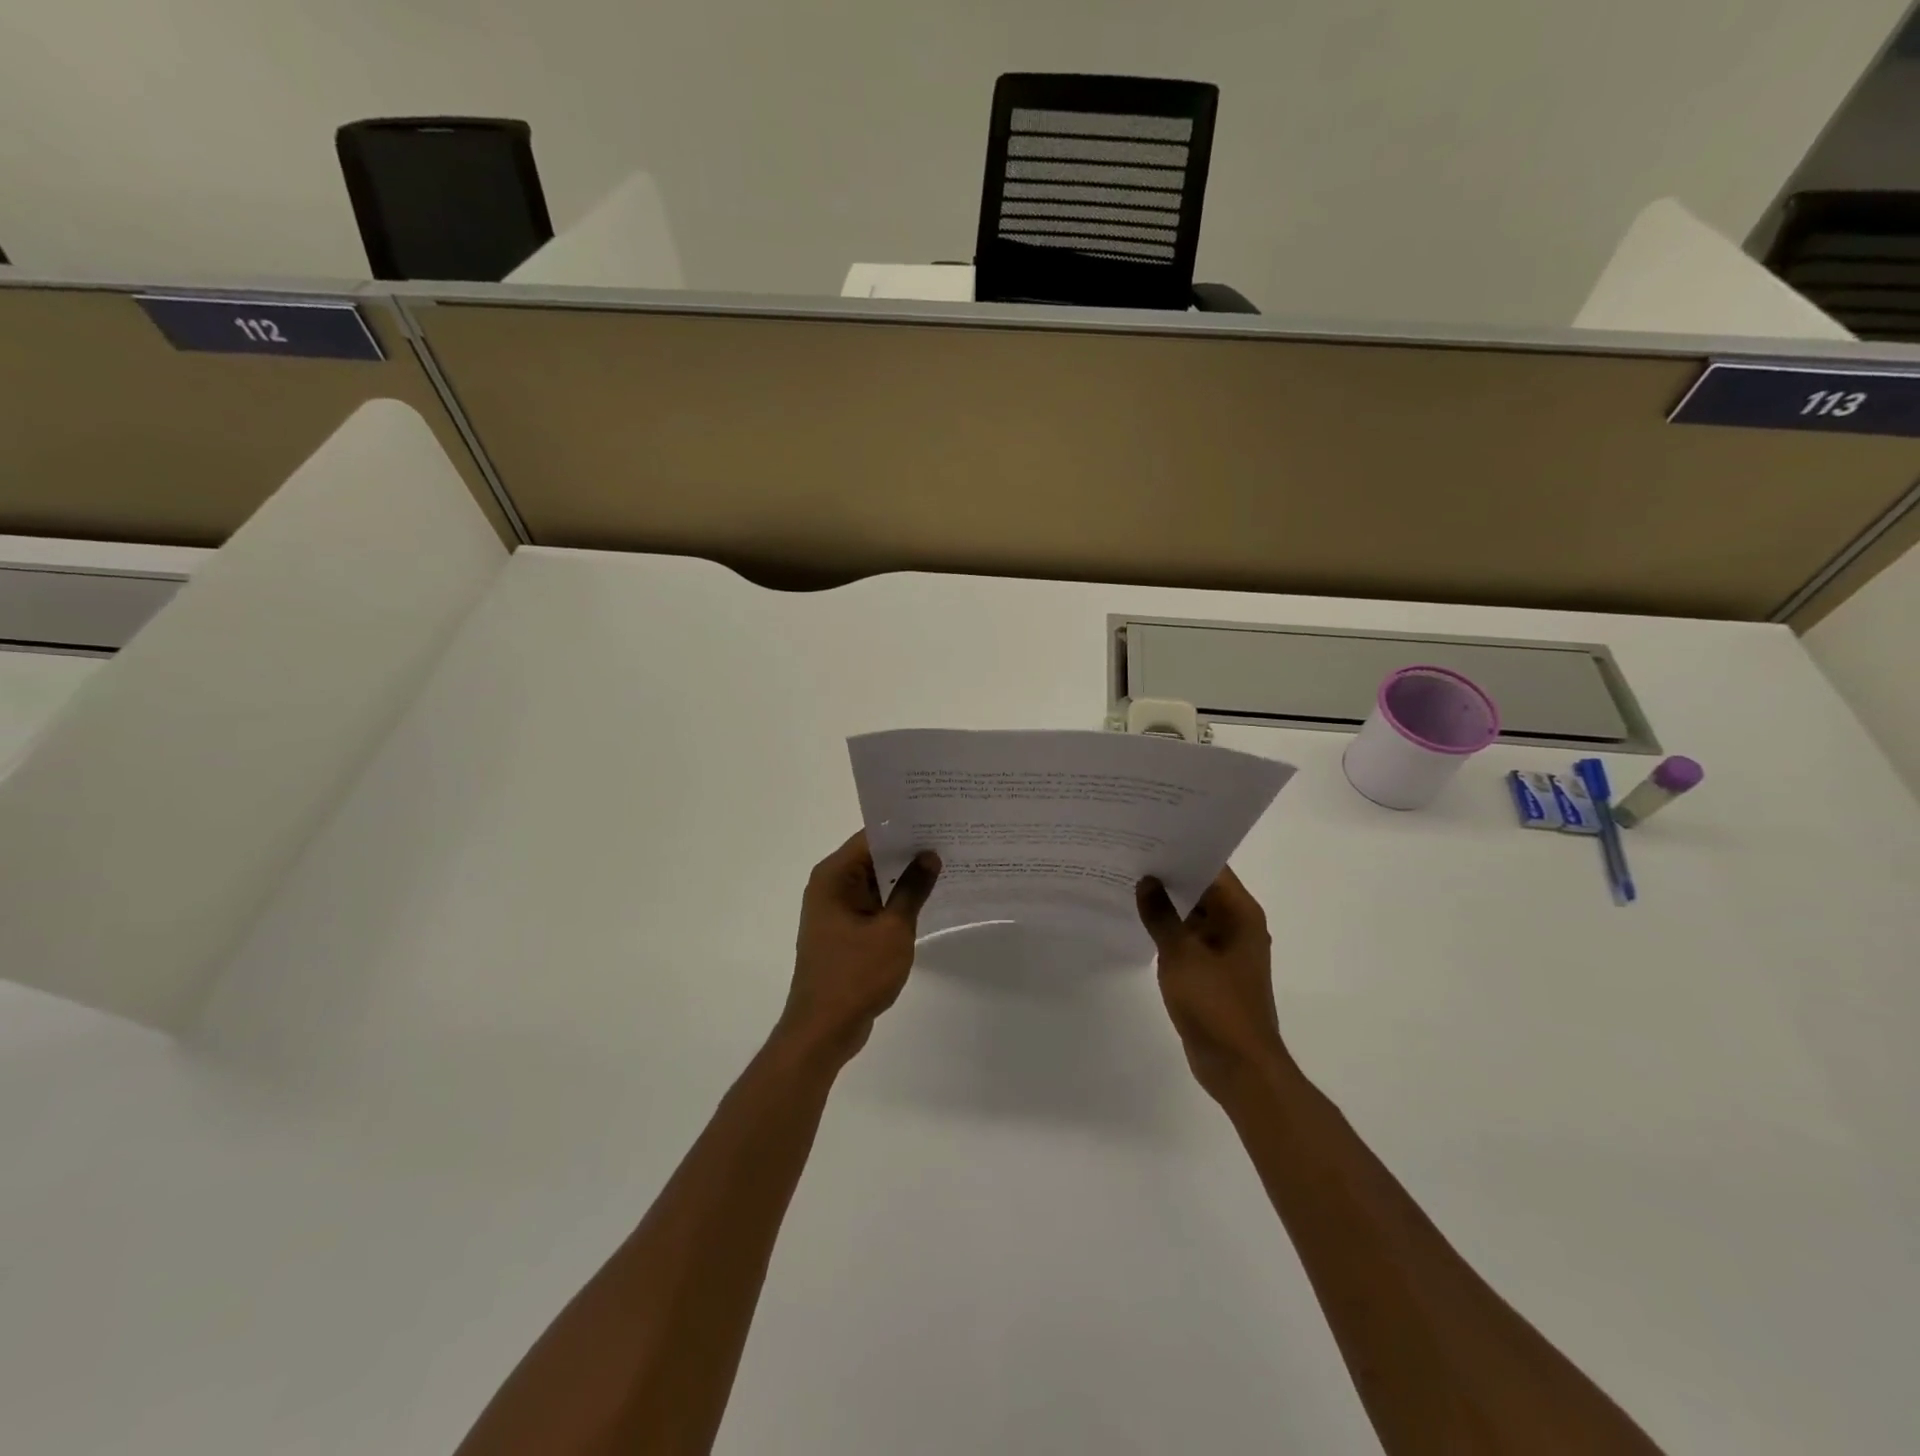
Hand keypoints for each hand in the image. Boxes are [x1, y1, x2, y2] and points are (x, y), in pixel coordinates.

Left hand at [778, 831, 940, 1065]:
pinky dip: (895, 900)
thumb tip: (929, 855)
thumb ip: (912, 889)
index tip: (937, 819)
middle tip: (949, 838)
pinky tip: (927, 898)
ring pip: (874, 881)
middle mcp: (830, 886)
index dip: (904, 828)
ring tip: (945, 863)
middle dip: (908, 851)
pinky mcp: (844, 931)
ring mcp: (836, 910)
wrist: (824, 1029)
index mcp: (834, 876)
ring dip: (903, 877)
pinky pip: (873, 904)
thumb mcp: (893, 929)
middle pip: (872, 856)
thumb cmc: (856, 975)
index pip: (871, 837)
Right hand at [1137, 868, 1287, 1100]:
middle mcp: (1237, 925)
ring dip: (1167, 903)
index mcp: (1240, 914)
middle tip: (1130, 854)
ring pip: (1194, 914)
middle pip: (1202, 888)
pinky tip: (1139, 920)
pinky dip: (1169, 929)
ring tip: (1128, 881)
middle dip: (1169, 875)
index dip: (1182, 851)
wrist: (1238, 1066)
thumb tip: (1146, 882)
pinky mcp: (1212, 970)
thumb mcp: (1181, 955)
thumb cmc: (1215, 1004)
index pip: (1212, 867)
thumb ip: (1161, 915)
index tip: (1149, 836)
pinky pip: (1189, 938)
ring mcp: (1225, 949)